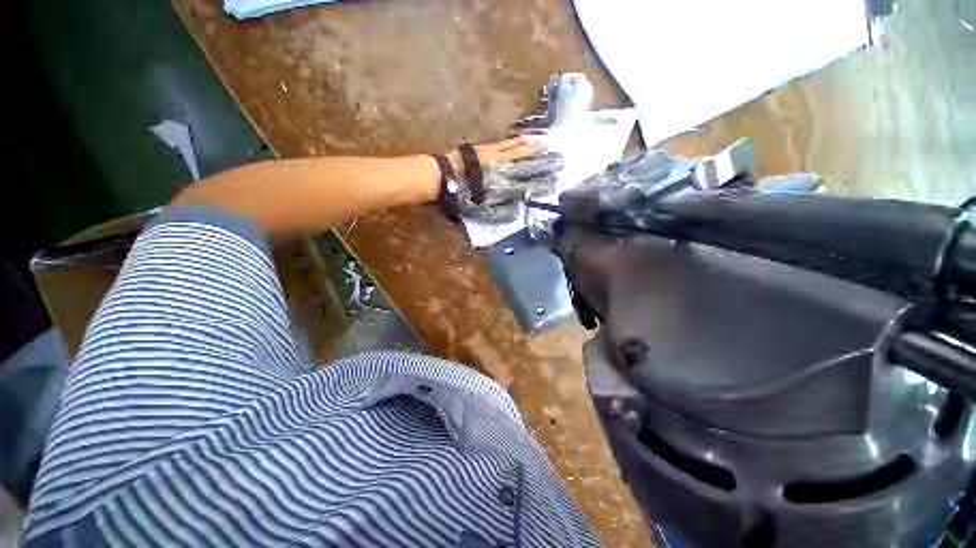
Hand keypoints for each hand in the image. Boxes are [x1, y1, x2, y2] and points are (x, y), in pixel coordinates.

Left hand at [447, 137, 564, 222]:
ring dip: (534, 145)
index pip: (527, 180)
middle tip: (560, 156)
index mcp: (502, 183)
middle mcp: (502, 167)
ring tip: (548, 141)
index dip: (541, 180)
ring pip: (518, 149)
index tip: (555, 179)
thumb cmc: (460, 195)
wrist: (442, 176)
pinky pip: (506, 142)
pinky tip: (525, 136)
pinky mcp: (487, 147)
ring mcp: (495, 154)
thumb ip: (500, 210)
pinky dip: (518, 139)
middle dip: (544, 160)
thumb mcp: (480, 208)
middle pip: (526, 162)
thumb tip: (518, 209)